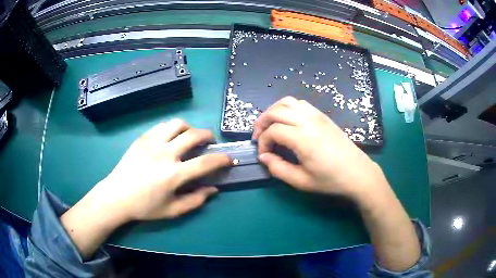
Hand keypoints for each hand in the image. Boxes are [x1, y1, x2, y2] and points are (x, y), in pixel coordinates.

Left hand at [85, 119, 230, 221]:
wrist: (116, 196)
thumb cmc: (144, 207)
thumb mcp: (172, 210)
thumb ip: (195, 200)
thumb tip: (213, 189)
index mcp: (174, 174)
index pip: (205, 162)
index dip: (221, 159)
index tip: (228, 159)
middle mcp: (165, 154)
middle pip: (193, 135)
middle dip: (208, 136)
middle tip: (209, 141)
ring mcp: (152, 143)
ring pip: (177, 124)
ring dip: (189, 128)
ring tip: (189, 136)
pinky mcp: (142, 139)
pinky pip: (161, 126)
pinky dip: (172, 129)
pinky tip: (170, 138)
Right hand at [253, 96, 388, 201]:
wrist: (357, 173)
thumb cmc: (330, 180)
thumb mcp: (301, 181)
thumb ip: (278, 169)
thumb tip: (264, 157)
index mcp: (302, 138)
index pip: (272, 131)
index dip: (263, 142)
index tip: (263, 155)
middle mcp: (308, 120)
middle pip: (275, 111)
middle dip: (262, 122)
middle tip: (258, 136)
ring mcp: (316, 115)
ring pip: (287, 102)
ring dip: (274, 111)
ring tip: (270, 125)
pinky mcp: (323, 115)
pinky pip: (300, 103)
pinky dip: (288, 108)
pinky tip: (288, 121)